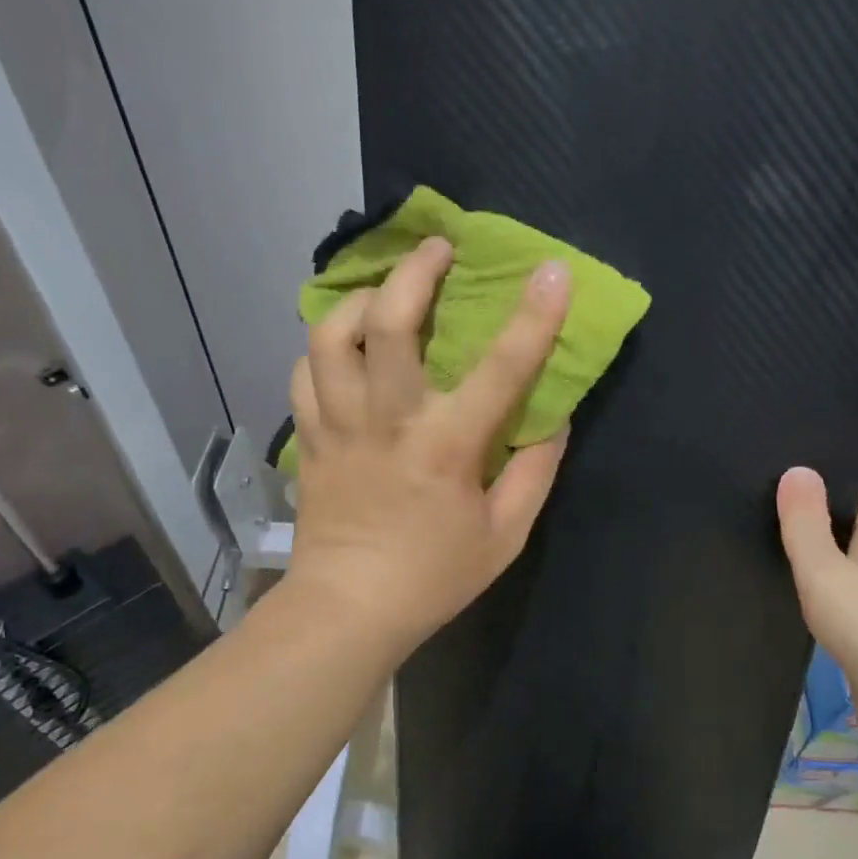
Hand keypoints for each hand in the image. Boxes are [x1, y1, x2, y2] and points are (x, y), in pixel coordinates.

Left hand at [286, 235, 572, 654]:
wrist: (348, 609)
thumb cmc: (433, 576)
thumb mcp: (505, 536)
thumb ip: (535, 473)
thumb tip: (552, 420)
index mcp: (446, 447)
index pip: (501, 369)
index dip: (533, 316)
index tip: (553, 270)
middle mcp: (388, 422)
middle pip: (387, 323)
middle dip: (414, 271)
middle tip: (437, 249)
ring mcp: (339, 425)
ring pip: (330, 336)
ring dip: (360, 298)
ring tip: (384, 290)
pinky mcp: (309, 438)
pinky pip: (304, 372)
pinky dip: (323, 345)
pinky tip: (343, 343)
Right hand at [776, 463, 857, 747]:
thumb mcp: (827, 570)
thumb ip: (807, 525)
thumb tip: (797, 469)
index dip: (851, 458)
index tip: (814, 441)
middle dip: (826, 499)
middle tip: (776, 482)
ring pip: (847, 559)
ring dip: (820, 544)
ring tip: (773, 528)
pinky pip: (840, 596)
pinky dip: (818, 585)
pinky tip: (790, 587)